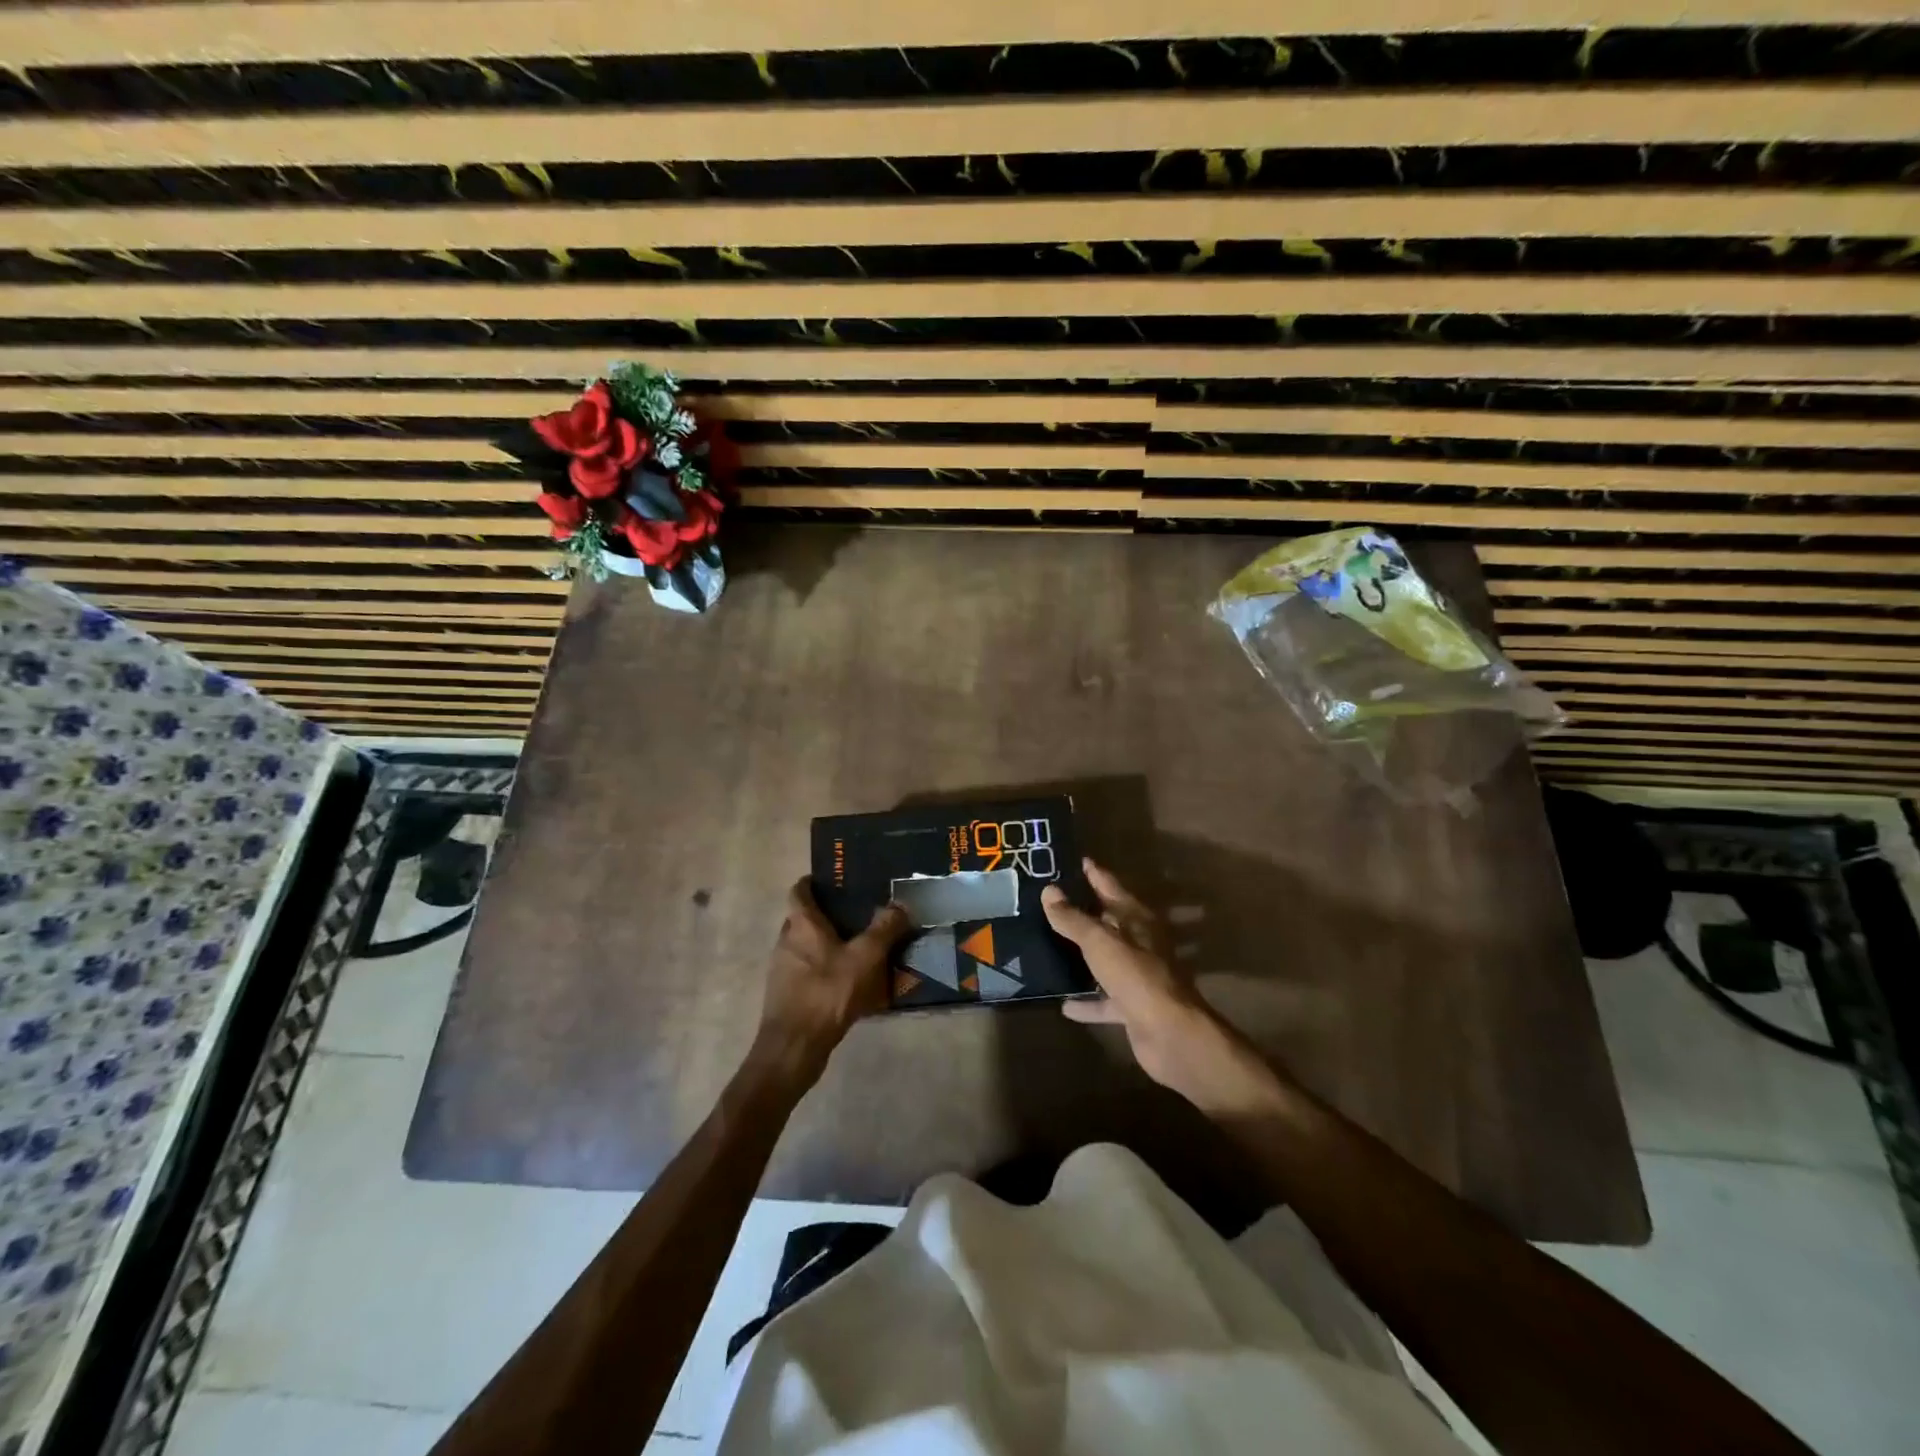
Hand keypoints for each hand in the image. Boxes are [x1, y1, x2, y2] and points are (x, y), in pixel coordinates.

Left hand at [754, 878, 908, 1086]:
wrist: (794, 1047)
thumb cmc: (828, 992)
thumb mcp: (865, 957)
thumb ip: (884, 929)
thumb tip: (900, 904)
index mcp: (801, 924)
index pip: (799, 890)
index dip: (814, 882)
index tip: (836, 881)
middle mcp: (786, 941)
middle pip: (803, 918)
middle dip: (827, 915)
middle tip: (858, 914)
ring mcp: (782, 969)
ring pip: (805, 947)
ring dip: (827, 945)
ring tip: (858, 949)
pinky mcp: (786, 995)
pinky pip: (807, 972)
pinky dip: (825, 970)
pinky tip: (848, 983)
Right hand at [1043, 859, 1234, 1095]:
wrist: (1171, 1034)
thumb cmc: (1136, 976)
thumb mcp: (1099, 942)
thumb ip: (1073, 918)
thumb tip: (1049, 890)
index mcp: (1137, 919)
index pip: (1111, 886)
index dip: (1094, 873)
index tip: (1076, 861)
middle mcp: (1140, 943)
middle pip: (1108, 922)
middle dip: (1084, 912)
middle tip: (1051, 901)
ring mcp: (1137, 976)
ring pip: (1105, 959)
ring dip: (1083, 955)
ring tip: (1049, 946)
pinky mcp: (1133, 1007)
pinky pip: (1104, 999)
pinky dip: (1086, 1001)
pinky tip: (1062, 1002)